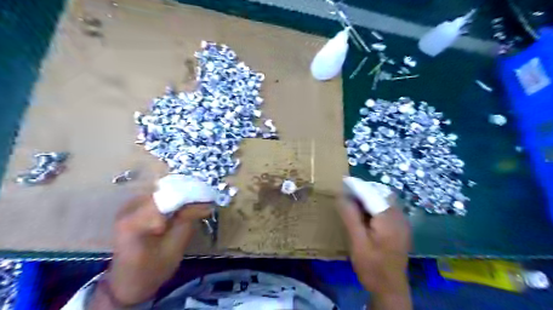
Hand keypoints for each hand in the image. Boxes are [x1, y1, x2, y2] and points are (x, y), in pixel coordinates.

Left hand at [104, 195, 211, 305]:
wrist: (127, 283)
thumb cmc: (151, 270)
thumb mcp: (175, 247)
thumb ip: (188, 220)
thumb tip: (207, 202)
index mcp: (136, 221)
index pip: (169, 196)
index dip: (192, 194)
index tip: (209, 198)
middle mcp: (129, 207)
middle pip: (165, 189)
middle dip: (187, 192)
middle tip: (205, 199)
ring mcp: (129, 206)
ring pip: (162, 189)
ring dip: (181, 194)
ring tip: (196, 202)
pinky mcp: (133, 207)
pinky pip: (157, 195)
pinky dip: (172, 198)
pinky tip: (182, 206)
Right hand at [337, 195, 409, 308]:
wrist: (390, 288)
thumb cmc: (371, 266)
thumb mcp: (357, 241)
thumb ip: (350, 216)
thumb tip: (341, 196)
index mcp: (388, 219)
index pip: (371, 194)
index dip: (357, 186)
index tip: (343, 180)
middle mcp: (399, 217)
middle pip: (380, 194)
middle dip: (363, 190)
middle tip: (346, 193)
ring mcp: (402, 222)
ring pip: (384, 201)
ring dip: (368, 198)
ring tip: (353, 201)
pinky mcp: (401, 228)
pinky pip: (386, 209)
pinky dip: (374, 206)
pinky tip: (364, 214)